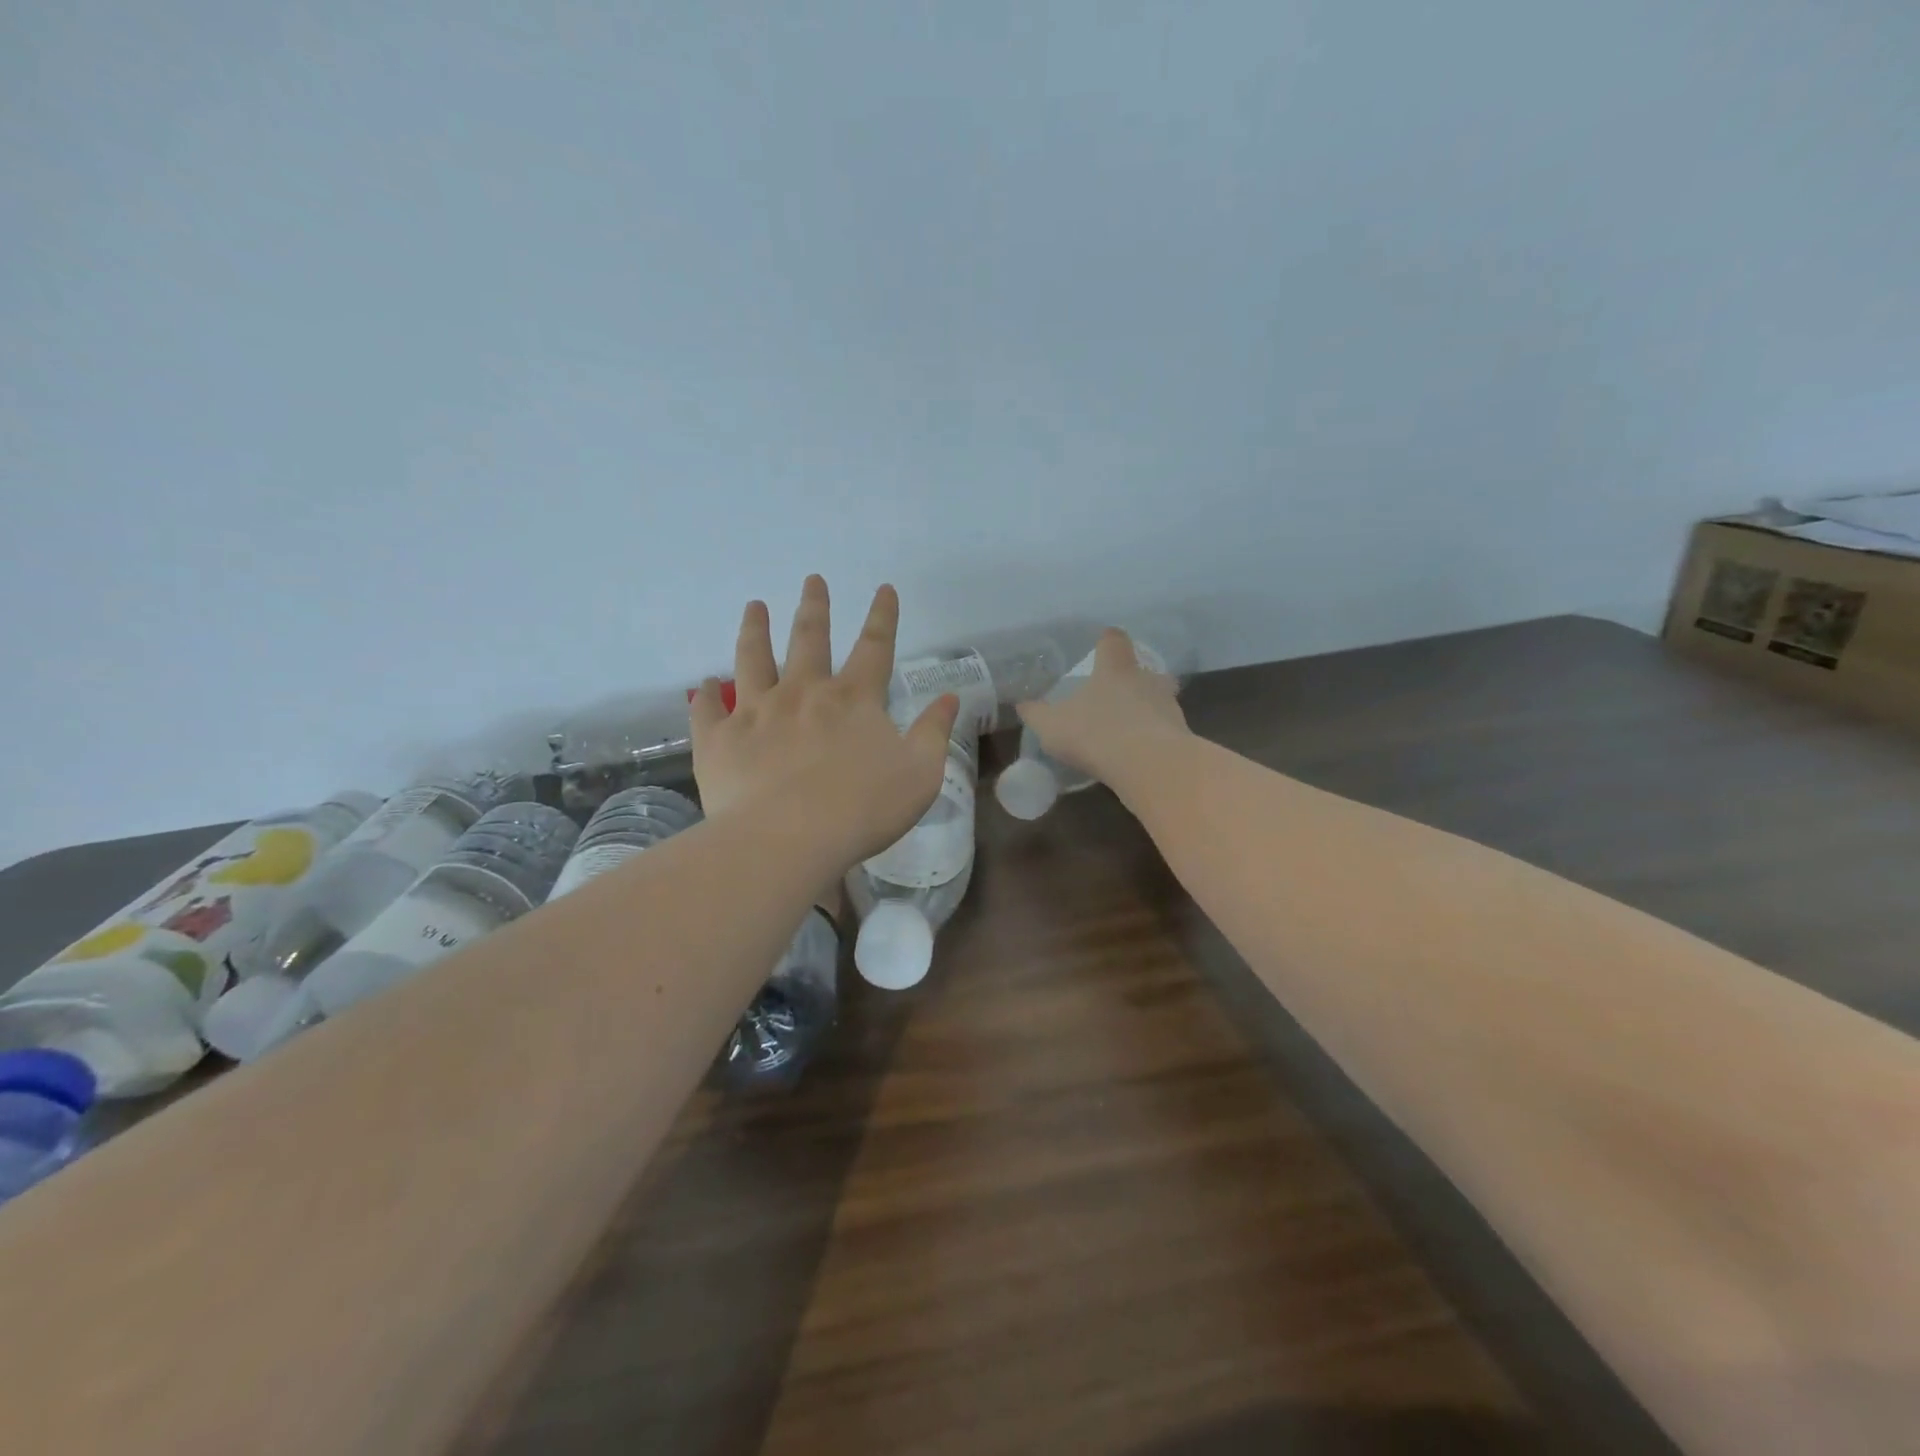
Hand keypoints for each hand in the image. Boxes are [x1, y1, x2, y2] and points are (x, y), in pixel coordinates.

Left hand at [691, 577, 959, 869]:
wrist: (788, 839)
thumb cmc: (863, 808)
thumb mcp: (920, 773)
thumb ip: (934, 732)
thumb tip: (949, 698)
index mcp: (853, 698)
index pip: (875, 646)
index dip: (883, 616)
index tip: (883, 588)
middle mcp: (803, 692)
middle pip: (809, 638)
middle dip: (814, 607)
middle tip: (812, 580)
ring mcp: (756, 712)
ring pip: (752, 659)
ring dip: (755, 630)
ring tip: (754, 607)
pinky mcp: (719, 739)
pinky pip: (708, 709)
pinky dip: (707, 695)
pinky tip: (705, 684)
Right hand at [1016, 628, 1190, 786]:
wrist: (1150, 766)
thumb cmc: (1095, 734)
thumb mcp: (1052, 726)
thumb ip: (1036, 714)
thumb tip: (1022, 704)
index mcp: (1115, 669)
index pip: (1113, 640)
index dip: (1107, 641)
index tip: (1102, 644)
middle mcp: (1146, 680)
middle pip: (1144, 669)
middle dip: (1133, 678)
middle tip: (1117, 693)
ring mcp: (1169, 706)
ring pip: (1160, 698)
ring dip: (1147, 708)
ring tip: (1129, 727)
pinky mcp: (1181, 735)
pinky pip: (1166, 729)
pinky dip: (1155, 736)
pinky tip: (1139, 754)